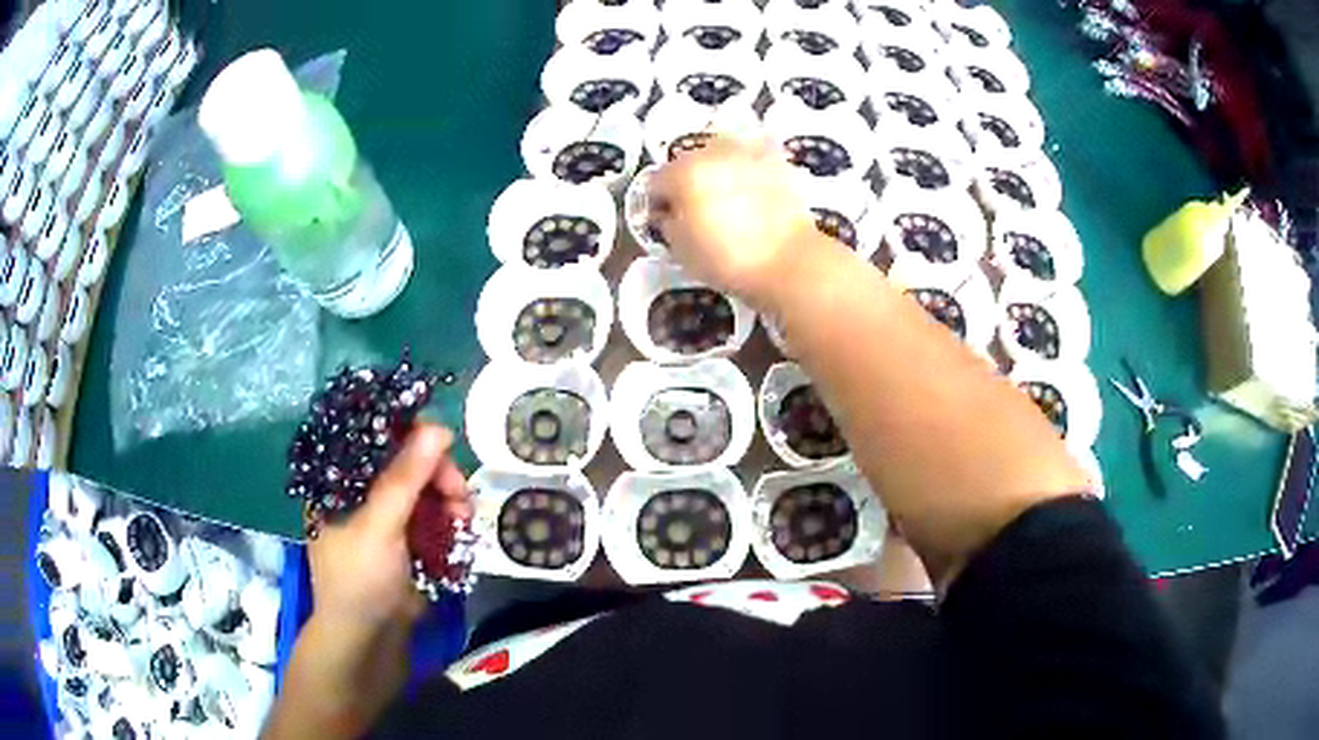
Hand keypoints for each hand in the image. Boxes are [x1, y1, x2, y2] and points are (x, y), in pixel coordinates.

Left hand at [267, 425, 470, 739]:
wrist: (369, 643)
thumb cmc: (360, 580)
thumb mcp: (379, 526)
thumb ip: (406, 478)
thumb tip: (438, 429)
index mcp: (337, 483)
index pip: (371, 440)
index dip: (406, 434)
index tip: (441, 441)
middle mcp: (359, 495)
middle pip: (402, 464)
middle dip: (436, 473)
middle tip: (459, 492)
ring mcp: (384, 520)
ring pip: (422, 491)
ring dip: (447, 498)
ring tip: (465, 516)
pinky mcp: (405, 542)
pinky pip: (431, 517)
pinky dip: (448, 519)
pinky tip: (462, 526)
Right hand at [648, 134, 824, 306]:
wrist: (789, 261)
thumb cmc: (728, 260)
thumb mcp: (682, 251)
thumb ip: (667, 225)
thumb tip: (668, 214)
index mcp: (683, 173)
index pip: (656, 181)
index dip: (657, 202)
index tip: (666, 221)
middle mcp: (712, 152)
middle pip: (688, 162)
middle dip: (687, 182)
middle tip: (697, 209)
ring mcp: (747, 152)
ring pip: (720, 154)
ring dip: (717, 170)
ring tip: (727, 197)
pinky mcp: (777, 160)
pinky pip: (753, 155)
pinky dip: (747, 166)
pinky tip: (752, 187)